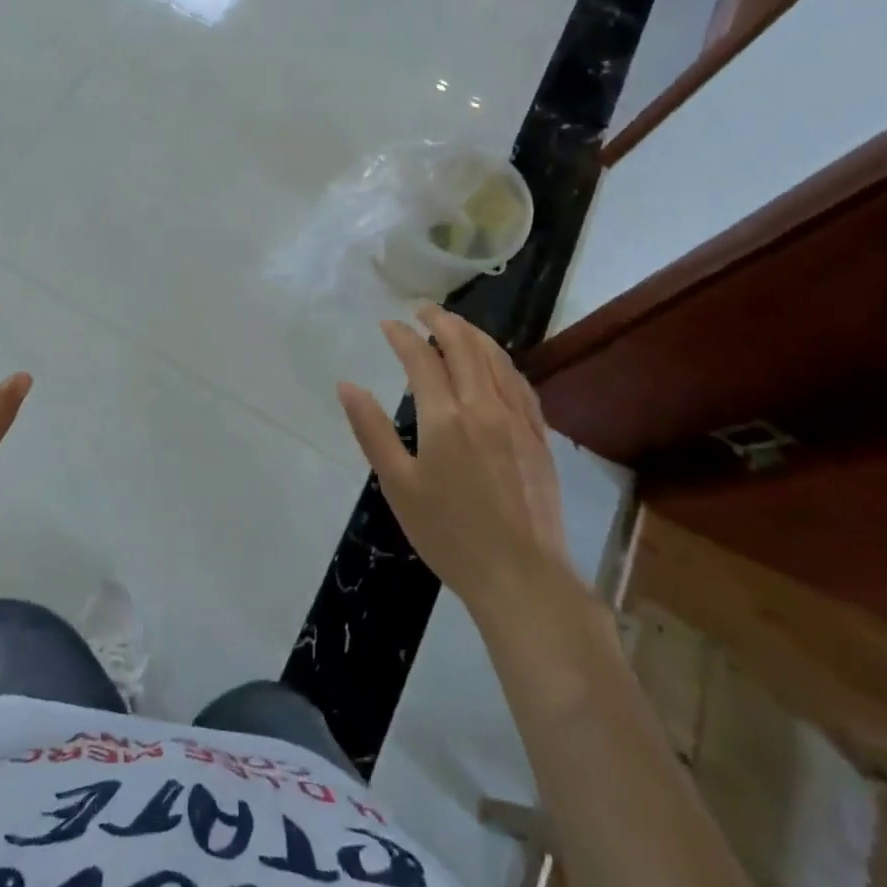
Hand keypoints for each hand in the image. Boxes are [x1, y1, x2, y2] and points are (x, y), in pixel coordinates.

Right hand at [337, 307, 569, 607]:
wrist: (521, 576)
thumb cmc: (449, 533)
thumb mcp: (397, 485)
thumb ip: (371, 430)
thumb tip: (347, 385)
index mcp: (446, 417)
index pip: (421, 359)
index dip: (402, 336)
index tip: (388, 324)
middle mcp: (485, 406)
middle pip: (465, 347)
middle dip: (442, 322)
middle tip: (423, 310)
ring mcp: (518, 420)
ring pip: (497, 359)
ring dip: (474, 335)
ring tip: (456, 326)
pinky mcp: (539, 437)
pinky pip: (521, 383)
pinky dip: (502, 362)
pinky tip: (496, 364)